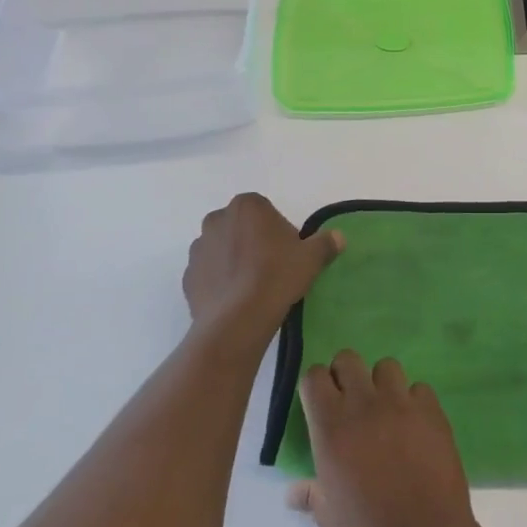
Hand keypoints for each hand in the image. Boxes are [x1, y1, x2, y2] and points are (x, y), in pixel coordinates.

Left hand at [181, 194, 341, 360]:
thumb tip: (338, 237)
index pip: (265, 211)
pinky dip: (220, 281)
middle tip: (271, 267)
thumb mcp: (311, 259)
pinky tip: (236, 299)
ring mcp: (198, 249)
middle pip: (240, 227)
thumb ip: (325, 243)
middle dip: (252, 241)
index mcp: (247, 206)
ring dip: (234, 260)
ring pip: (222, 249)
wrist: (238, 319)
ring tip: (253, 287)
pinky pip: (209, 274)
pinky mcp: (188, 277)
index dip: (278, 231)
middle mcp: (217, 220)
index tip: (287, 252)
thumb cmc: (276, 277)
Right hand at [288, 351, 501, 526]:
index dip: (315, 387)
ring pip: (387, 367)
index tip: (319, 405)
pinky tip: (414, 427)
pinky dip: (414, 401)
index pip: (314, 376)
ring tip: (384, 413)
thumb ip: (312, 493)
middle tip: (349, 405)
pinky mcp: (433, 412)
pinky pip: (419, 389)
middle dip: (345, 375)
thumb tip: (294, 491)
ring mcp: (403, 405)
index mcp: (331, 428)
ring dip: (381, 384)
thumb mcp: (328, 520)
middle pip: (348, 359)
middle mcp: (365, 406)